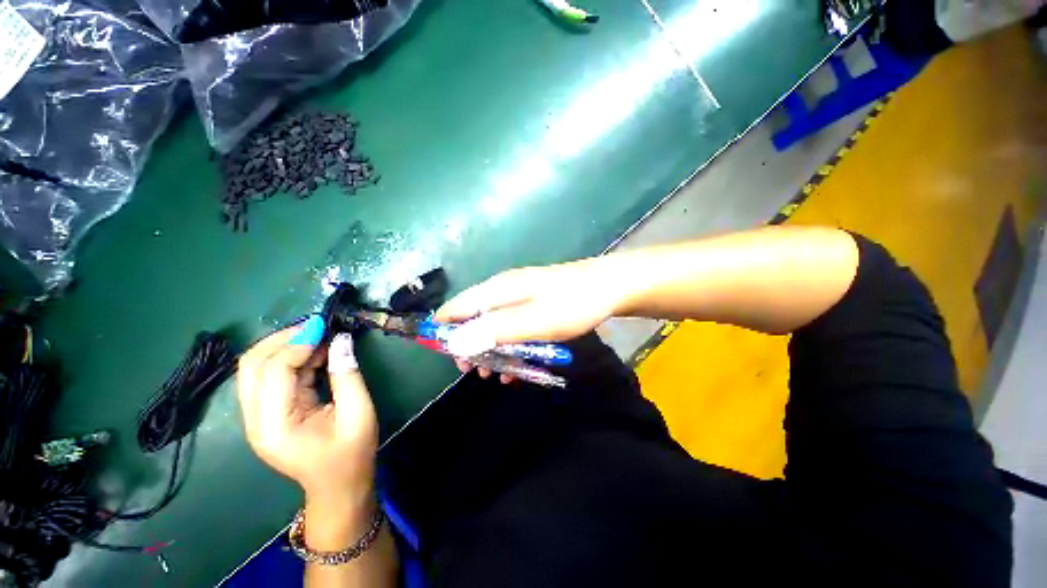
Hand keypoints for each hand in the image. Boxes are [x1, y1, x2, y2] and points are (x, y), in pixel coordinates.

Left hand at [237, 316, 376, 512]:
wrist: (337, 486)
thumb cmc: (351, 454)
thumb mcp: (358, 413)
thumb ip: (347, 375)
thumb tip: (341, 340)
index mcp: (275, 426)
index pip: (273, 372)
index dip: (297, 344)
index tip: (325, 326)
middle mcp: (255, 420)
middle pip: (251, 365)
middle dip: (282, 338)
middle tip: (317, 326)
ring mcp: (256, 417)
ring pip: (255, 367)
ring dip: (284, 346)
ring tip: (319, 337)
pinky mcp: (265, 413)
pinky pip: (268, 376)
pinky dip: (289, 358)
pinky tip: (314, 353)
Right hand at [434, 258, 621, 379]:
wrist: (609, 287)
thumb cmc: (571, 304)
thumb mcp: (534, 321)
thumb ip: (495, 330)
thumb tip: (454, 343)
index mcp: (496, 290)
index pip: (455, 308)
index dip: (443, 331)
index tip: (447, 358)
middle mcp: (502, 290)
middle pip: (471, 317)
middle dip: (469, 346)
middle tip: (477, 372)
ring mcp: (518, 296)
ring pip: (492, 324)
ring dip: (490, 349)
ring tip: (497, 374)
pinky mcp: (532, 303)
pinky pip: (511, 325)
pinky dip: (508, 344)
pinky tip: (517, 364)